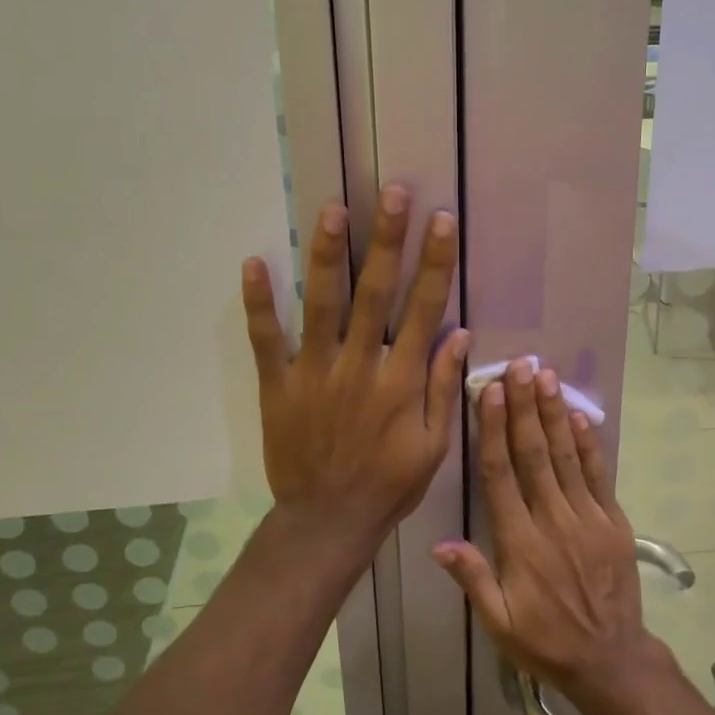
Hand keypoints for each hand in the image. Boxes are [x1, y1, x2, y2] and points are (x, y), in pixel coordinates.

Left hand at [241, 186, 469, 556]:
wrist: (328, 521)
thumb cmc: (388, 485)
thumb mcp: (434, 446)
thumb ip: (443, 388)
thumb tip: (460, 334)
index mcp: (401, 381)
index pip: (424, 309)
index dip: (435, 263)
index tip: (440, 220)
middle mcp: (360, 367)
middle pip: (376, 293)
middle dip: (386, 240)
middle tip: (392, 193)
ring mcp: (315, 374)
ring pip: (322, 305)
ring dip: (327, 255)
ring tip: (332, 209)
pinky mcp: (278, 386)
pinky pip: (266, 340)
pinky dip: (259, 303)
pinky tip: (253, 263)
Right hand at [431, 359, 665, 708]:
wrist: (612, 660)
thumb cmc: (547, 642)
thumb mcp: (500, 623)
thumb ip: (473, 579)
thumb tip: (438, 544)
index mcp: (521, 544)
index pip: (501, 476)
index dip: (493, 431)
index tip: (489, 393)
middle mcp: (553, 522)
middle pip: (535, 455)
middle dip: (525, 408)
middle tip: (520, 367)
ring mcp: (588, 519)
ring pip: (567, 457)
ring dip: (555, 414)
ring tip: (546, 377)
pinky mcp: (614, 522)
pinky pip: (599, 476)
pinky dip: (590, 445)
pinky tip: (579, 416)